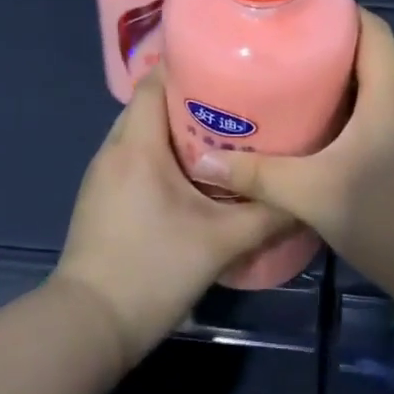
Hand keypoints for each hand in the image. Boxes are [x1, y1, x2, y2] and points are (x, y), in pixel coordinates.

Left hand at [55, 69, 293, 368]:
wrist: (88, 327)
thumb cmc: (152, 270)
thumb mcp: (220, 243)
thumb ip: (267, 216)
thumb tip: (305, 198)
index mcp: (137, 145)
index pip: (155, 81)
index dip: (188, 65)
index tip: (227, 65)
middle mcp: (114, 149)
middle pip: (150, 103)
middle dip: (189, 96)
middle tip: (236, 101)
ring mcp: (102, 175)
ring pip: (141, 131)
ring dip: (175, 127)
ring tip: (221, 133)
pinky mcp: (100, 198)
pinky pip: (133, 156)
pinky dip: (160, 152)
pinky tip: (192, 174)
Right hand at [188, 11, 393, 306]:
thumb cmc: (387, 215)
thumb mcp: (313, 193)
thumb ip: (259, 175)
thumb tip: (205, 160)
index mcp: (389, 92)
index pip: (373, 29)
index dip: (341, 11)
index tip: (299, 9)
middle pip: (367, 57)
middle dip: (325, 49)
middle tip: (277, 51)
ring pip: (370, 90)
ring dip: (334, 85)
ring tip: (286, 88)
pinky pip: (375, 118)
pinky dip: (346, 115)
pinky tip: (314, 135)